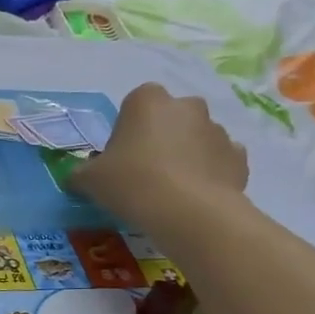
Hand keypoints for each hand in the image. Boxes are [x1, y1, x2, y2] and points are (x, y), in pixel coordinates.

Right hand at [68, 84, 247, 226]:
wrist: (188, 213)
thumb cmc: (131, 183)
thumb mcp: (89, 180)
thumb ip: (79, 174)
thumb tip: (75, 177)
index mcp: (147, 100)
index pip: (134, 104)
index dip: (127, 131)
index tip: (120, 158)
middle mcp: (186, 106)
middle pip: (169, 118)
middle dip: (161, 138)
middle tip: (144, 173)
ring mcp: (217, 130)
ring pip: (196, 139)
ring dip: (186, 155)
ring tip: (171, 191)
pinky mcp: (239, 158)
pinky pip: (219, 161)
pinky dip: (210, 173)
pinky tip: (195, 197)